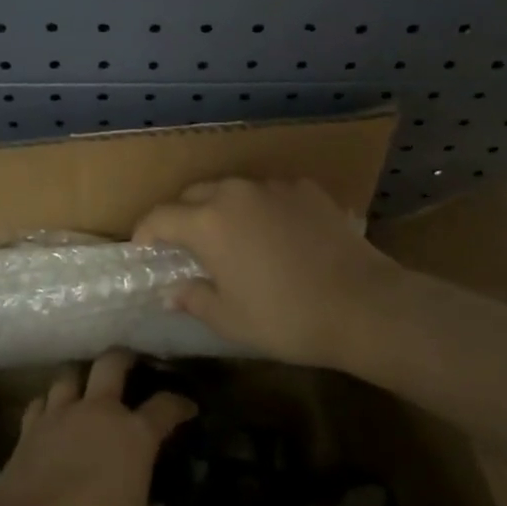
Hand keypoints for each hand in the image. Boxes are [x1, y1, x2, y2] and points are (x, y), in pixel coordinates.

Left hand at [0, 350, 196, 505]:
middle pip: (112, 363)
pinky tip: (52, 418)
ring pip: (71, 375)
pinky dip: (49, 405)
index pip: (165, 406)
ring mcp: (59, 416)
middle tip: (132, 366)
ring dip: (81, 379)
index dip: (180, 404)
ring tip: (87, 392)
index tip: (188, 407)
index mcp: (134, 434)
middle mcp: (98, 412)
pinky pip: (41, 403)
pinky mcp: (27, 429)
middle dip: (125, 359)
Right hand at [134, 176, 412, 366]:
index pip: (160, 217)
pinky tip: (275, 232)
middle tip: (185, 244)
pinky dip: (260, 207)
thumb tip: (172, 292)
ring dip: (221, 208)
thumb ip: (194, 299)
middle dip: (181, 216)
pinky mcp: (306, 188)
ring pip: (232, 189)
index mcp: (208, 222)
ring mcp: (273, 186)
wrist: (363, 303)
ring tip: (231, 235)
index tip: (143, 249)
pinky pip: (269, 192)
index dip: (145, 233)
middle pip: (194, 194)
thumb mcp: (231, 319)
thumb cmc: (287, 317)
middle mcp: (235, 192)